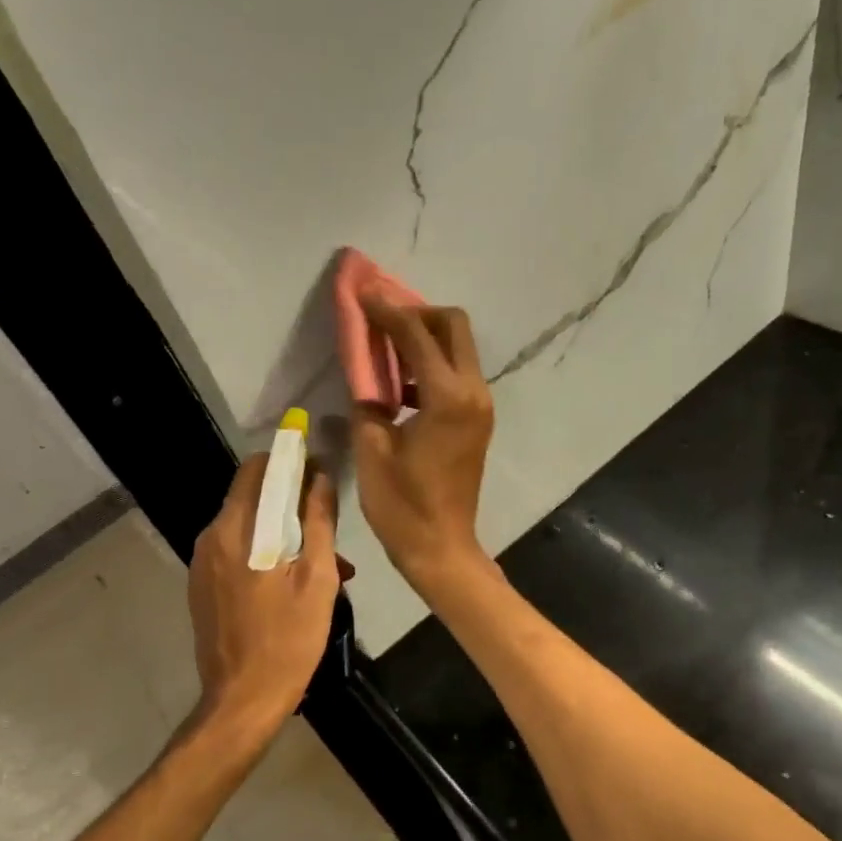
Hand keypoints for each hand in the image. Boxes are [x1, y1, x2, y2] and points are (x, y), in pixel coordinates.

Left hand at [187, 453, 344, 741]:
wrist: (242, 701)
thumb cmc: (288, 639)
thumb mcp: (318, 578)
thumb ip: (319, 521)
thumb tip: (321, 477)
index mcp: (236, 530)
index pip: (256, 469)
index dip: (289, 462)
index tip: (318, 471)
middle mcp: (211, 538)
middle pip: (250, 496)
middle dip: (288, 499)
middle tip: (324, 523)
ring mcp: (201, 564)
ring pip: (245, 525)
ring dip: (279, 529)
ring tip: (318, 560)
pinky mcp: (202, 586)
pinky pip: (235, 551)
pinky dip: (263, 551)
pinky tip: (290, 580)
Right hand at [351, 301, 494, 596]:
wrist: (441, 547)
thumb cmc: (402, 505)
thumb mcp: (372, 449)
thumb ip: (367, 400)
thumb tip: (364, 372)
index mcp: (447, 398)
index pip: (416, 335)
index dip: (386, 310)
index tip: (362, 293)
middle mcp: (473, 393)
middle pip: (453, 326)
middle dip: (417, 313)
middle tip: (381, 321)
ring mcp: (480, 406)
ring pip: (458, 348)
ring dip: (425, 338)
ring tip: (384, 347)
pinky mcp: (477, 420)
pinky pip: (457, 374)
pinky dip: (431, 364)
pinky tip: (399, 381)